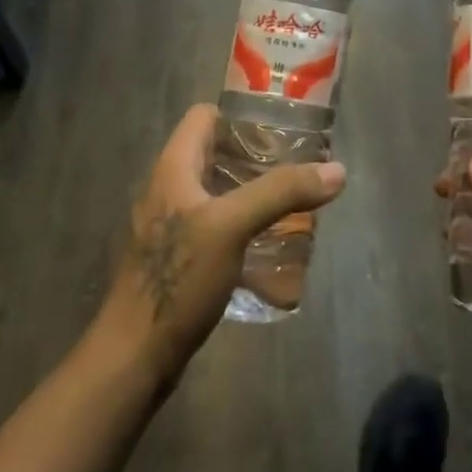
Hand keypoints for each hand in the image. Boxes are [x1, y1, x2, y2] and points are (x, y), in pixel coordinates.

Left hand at [94, 103, 346, 387]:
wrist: (135, 355)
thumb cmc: (178, 278)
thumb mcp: (232, 226)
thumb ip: (282, 192)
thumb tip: (337, 169)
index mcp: (173, 167)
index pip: (205, 116)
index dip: (241, 115)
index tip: (281, 129)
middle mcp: (169, 187)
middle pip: (215, 152)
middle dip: (256, 155)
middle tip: (298, 165)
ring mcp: (171, 225)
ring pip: (217, 190)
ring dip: (252, 191)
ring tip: (292, 200)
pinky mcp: (178, 257)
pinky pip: (215, 223)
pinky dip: (242, 223)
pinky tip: (270, 241)